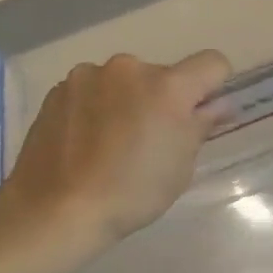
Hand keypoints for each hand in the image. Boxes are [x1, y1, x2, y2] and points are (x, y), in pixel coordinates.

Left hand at [0, 49, 232, 250]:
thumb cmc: (131, 193)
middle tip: (149, 139)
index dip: (213, 86)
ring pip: (123, 82)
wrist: (55, 209)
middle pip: (162, 75)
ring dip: (125, 100)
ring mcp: (89, 75)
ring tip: (109, 142)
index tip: (200, 114)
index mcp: (168, 86)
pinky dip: (94, 107)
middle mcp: (129, 68)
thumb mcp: (180, 166)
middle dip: (162, 99)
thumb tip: (217, 105)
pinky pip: (91, 91)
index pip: (212, 63)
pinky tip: (83, 142)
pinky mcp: (58, 89)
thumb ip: (200, 125)